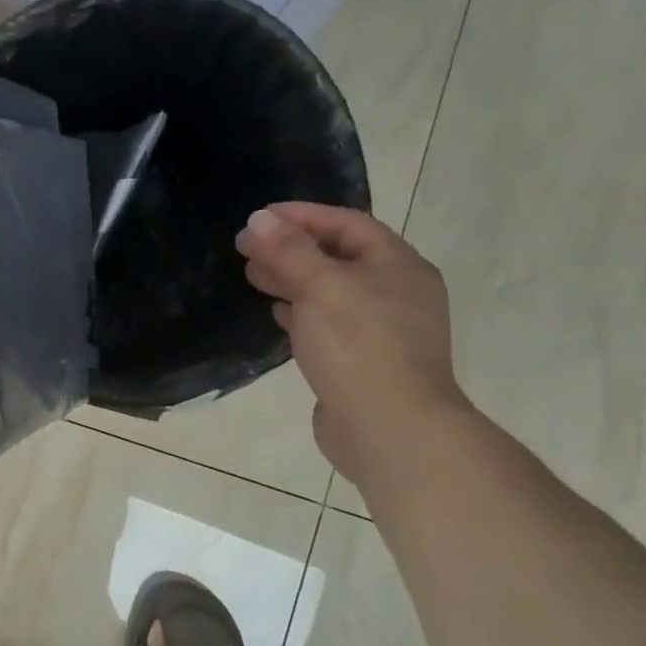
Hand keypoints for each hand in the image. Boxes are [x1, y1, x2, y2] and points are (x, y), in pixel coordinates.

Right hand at [236, 203, 469, 489]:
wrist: (390, 429)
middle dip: (292, 247)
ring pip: (331, 290)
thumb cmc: (359, 347)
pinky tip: (277, 313)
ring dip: (293, 278)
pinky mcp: (364, 361)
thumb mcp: (320, 287)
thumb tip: (259, 219)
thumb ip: (288, 251)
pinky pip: (329, 323)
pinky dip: (301, 311)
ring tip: (253, 276)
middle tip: (247, 247)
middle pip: (339, 256)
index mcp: (398, 266)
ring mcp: (382, 330)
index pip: (347, 224)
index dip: (302, 216)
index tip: (259, 218)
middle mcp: (396, 292)